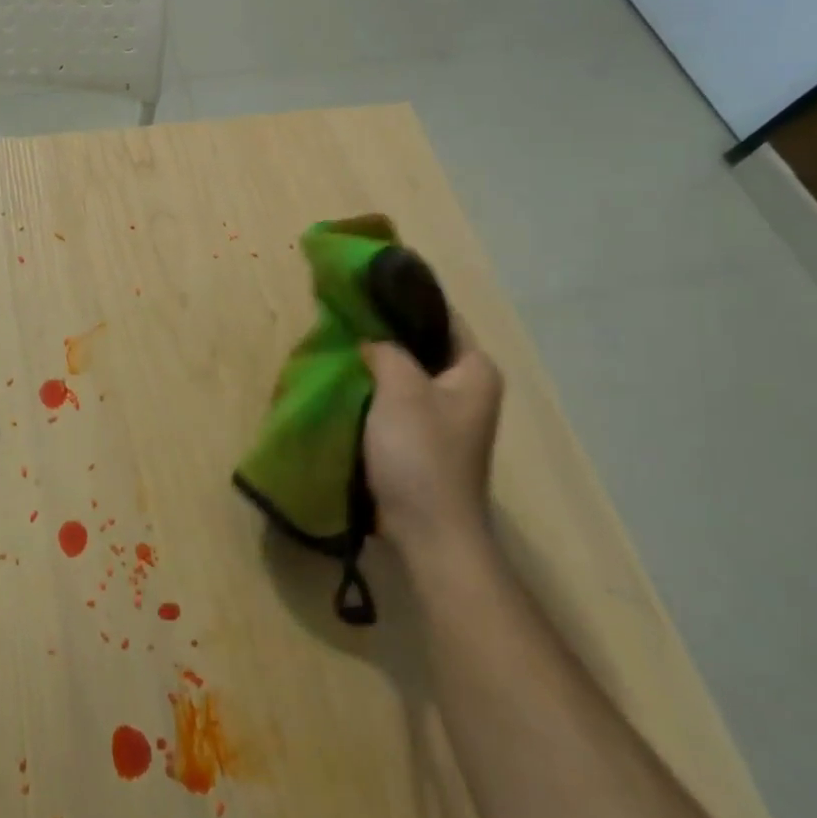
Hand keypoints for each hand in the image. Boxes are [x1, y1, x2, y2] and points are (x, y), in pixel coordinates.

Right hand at [361, 316, 503, 553]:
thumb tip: (372, 340)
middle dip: (387, 331)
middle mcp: (467, 389)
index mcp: (475, 371)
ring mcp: (446, 416)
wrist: (428, 532)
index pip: (442, 316)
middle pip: (423, 344)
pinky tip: (348, 381)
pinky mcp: (425, 439)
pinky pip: (399, 400)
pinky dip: (377, 389)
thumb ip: (386, 350)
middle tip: (346, 314)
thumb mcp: (401, 388)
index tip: (367, 285)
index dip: (406, 298)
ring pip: (408, 373)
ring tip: (341, 343)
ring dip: (378, 362)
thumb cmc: (421, 454)